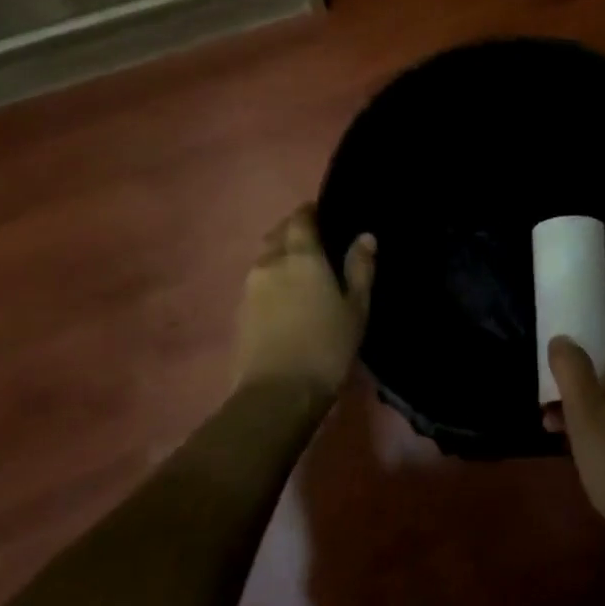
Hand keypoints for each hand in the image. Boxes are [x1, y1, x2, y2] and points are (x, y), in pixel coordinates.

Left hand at [231, 206, 374, 403]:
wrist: (277, 393)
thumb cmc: (326, 346)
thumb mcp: (356, 308)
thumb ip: (360, 268)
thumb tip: (365, 236)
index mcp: (301, 255)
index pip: (301, 218)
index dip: (311, 212)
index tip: (324, 214)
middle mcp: (270, 262)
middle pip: (278, 234)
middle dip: (293, 230)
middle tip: (315, 241)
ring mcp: (250, 287)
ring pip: (265, 257)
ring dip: (280, 255)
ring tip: (300, 269)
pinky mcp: (239, 311)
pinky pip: (257, 281)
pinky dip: (271, 278)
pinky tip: (285, 295)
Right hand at [547, 326, 604, 570]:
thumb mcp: (586, 414)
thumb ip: (572, 371)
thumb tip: (562, 338)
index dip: (604, 327)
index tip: (573, 335)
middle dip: (582, 371)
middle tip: (551, 386)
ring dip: (584, 402)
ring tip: (551, 423)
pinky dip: (597, 427)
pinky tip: (577, 450)